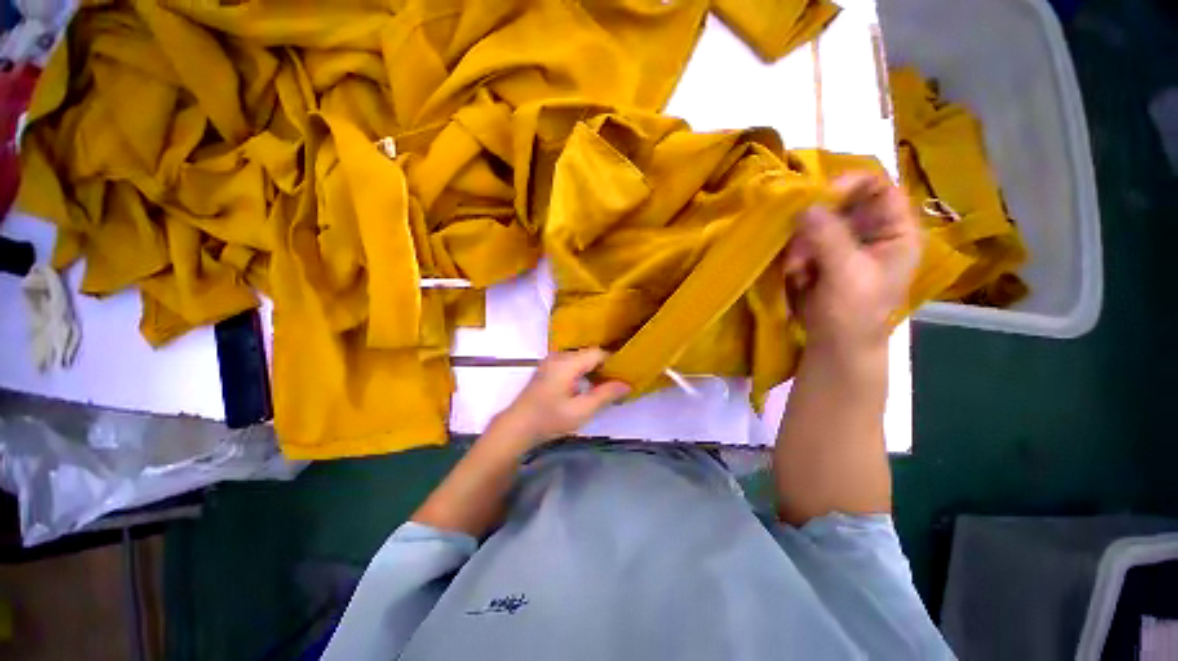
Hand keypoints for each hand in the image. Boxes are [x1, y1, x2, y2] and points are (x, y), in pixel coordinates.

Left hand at [491, 349, 630, 449]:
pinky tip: (588, 387)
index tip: (626, 374)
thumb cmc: (549, 419)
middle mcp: (559, 356)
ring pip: (580, 359)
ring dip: (594, 370)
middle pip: (589, 354)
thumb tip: (627, 384)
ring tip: (606, 386)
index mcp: (567, 363)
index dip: (613, 362)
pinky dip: (583, 372)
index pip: (598, 353)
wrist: (517, 427)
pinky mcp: (547, 368)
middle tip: (619, 382)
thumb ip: (605, 395)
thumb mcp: (581, 410)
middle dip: (605, 366)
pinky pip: (571, 364)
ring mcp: (551, 361)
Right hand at [782, 173, 921, 358]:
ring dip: (801, 241)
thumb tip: (805, 205)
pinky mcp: (820, 255)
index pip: (879, 188)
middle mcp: (871, 230)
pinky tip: (796, 272)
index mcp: (895, 231)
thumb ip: (829, 238)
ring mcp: (843, 242)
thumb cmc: (853, 313)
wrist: (834, 344)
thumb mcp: (847, 275)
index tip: (818, 195)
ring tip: (797, 268)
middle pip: (843, 202)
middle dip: (816, 220)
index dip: (851, 183)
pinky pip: (803, 239)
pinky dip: (795, 252)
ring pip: (816, 221)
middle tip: (799, 241)